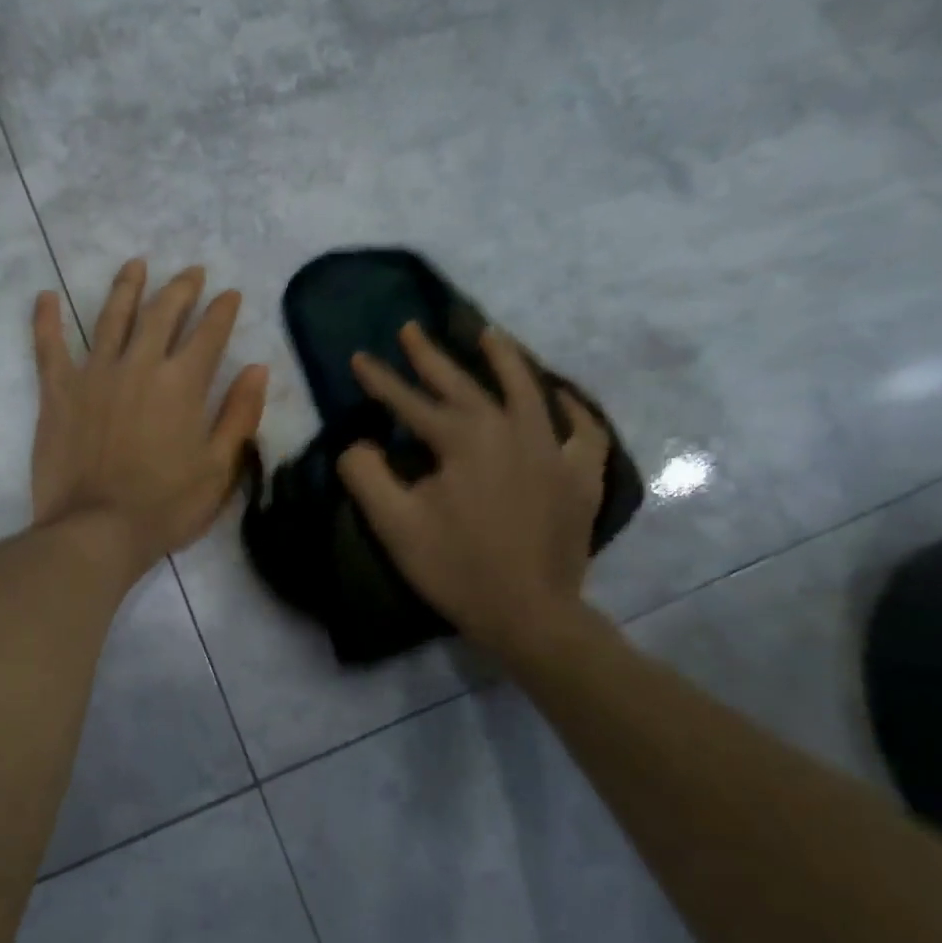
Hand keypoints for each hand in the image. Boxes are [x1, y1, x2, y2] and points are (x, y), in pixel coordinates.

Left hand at [32, 259, 268, 580]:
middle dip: (181, 288)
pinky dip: (46, 320)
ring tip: (136, 264)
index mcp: (182, 383)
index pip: (209, 333)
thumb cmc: (165, 506)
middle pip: (163, 313)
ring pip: (112, 317)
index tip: (230, 293)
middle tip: (191, 271)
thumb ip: (239, 414)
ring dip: (127, 287)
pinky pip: (49, 346)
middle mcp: (140, 365)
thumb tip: (257, 368)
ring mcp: (94, 373)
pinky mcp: (58, 391)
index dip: (222, 310)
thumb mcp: (219, 468)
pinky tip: (45, 296)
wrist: (96, 530)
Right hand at [337, 323, 611, 673]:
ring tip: (489, 333)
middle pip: (465, 383)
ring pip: (528, 390)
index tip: (359, 356)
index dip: (380, 380)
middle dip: (432, 355)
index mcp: (463, 440)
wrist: (529, 614)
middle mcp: (510, 431)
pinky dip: (571, 409)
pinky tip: (559, 396)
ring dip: (505, 359)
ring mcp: (552, 450)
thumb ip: (365, 474)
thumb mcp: (394, 524)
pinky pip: (582, 431)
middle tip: (412, 328)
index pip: (411, 401)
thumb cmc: (455, 567)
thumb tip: (359, 444)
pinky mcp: (580, 476)